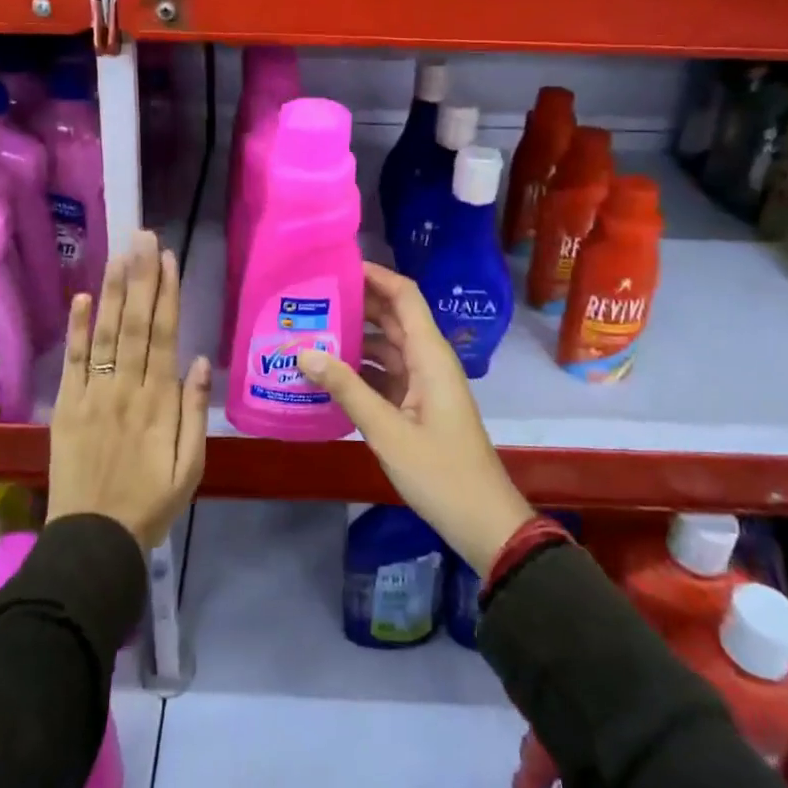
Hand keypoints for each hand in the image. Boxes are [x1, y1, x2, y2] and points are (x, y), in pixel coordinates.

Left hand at [48, 231, 210, 550]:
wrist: (94, 541)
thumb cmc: (151, 503)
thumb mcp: (192, 466)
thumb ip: (195, 411)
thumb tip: (201, 360)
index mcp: (160, 402)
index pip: (165, 335)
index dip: (166, 294)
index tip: (168, 259)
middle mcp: (126, 388)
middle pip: (135, 324)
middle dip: (141, 277)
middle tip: (142, 237)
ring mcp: (93, 395)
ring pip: (105, 334)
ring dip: (113, 291)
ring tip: (119, 254)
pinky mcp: (67, 407)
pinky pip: (72, 362)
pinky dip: (77, 329)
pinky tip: (81, 298)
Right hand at [298, 263, 532, 575]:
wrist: (482, 522)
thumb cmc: (441, 472)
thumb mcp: (388, 431)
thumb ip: (347, 389)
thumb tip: (305, 353)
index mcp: (430, 355)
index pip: (404, 296)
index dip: (375, 275)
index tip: (337, 265)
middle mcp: (428, 360)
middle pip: (391, 317)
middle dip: (355, 304)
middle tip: (310, 297)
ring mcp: (423, 384)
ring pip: (385, 347)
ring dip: (353, 339)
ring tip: (309, 331)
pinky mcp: (417, 406)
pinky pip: (385, 375)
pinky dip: (359, 370)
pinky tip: (326, 375)